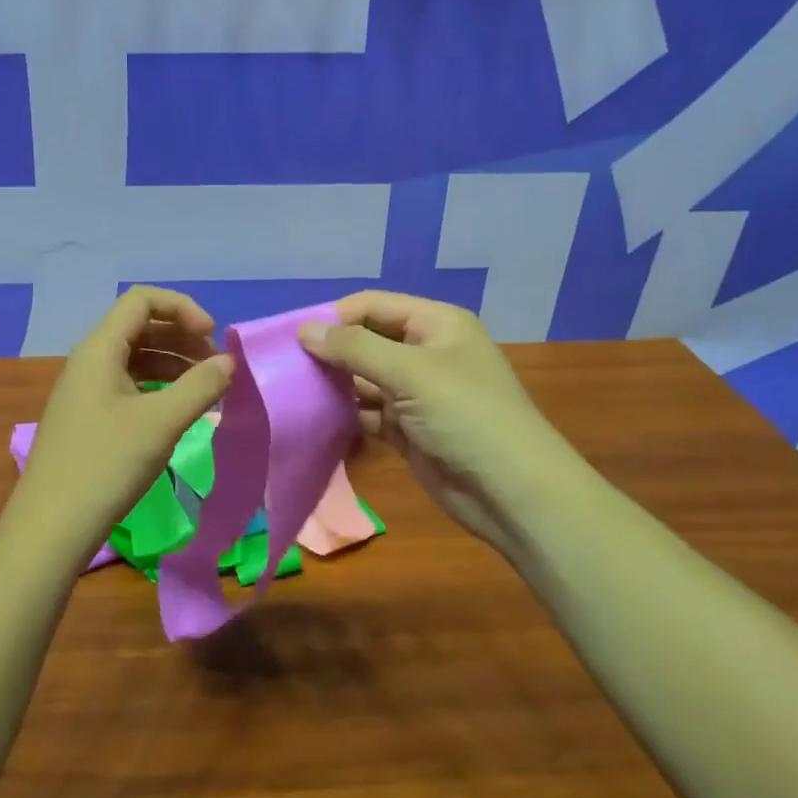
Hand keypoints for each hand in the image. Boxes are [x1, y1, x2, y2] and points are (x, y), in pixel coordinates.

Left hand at [8, 287, 234, 564]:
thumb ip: (201, 386)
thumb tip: (229, 362)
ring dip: (173, 363)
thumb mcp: (161, 423)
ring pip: (135, 358)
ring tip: (207, 387)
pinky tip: (179, 409)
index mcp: (99, 349)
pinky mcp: (88, 417)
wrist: (51, 527)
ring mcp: (85, 390)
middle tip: (216, 365)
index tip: (212, 337)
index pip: (142, 300)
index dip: (182, 308)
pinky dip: (158, 387)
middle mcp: (89, 361)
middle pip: (140, 326)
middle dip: (182, 337)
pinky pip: (128, 385)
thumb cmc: (106, 465)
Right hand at [299, 291, 584, 558]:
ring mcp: (417, 393)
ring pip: (364, 379)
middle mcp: (426, 352)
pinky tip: (314, 418)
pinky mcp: (409, 429)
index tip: (292, 336)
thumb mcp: (410, 372)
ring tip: (291, 391)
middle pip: (367, 340)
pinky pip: (368, 412)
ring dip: (334, 384)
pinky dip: (345, 414)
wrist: (512, 492)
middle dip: (330, 351)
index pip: (373, 306)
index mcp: (436, 324)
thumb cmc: (465, 416)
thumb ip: (354, 348)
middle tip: (285, 366)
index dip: (334, 316)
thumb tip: (305, 330)